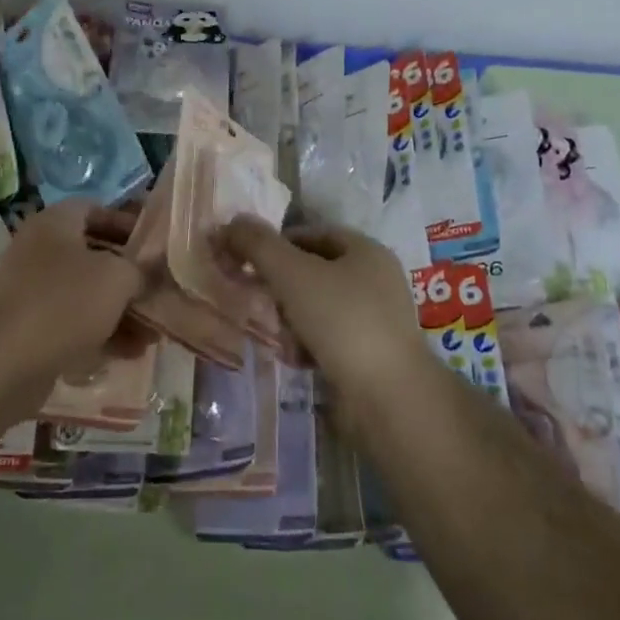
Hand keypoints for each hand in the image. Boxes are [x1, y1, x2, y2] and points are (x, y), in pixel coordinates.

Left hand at [0, 200, 147, 415]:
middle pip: (94, 255)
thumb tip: (150, 273)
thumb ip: (140, 270)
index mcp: (55, 224)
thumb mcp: (116, 278)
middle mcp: (41, 252)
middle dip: (130, 275)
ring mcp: (33, 292)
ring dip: (121, 311)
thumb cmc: (62, 304)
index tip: (156, 246)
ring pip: (86, 295)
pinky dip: (102, 335)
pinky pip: (74, 326)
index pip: (95, 209)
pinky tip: (131, 354)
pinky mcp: (30, 331)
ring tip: (155, 333)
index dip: (127, 223)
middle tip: (161, 292)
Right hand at [218, 217, 425, 397]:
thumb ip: (258, 245)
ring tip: (277, 335)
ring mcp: (377, 320)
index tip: (248, 261)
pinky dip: (308, 345)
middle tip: (258, 299)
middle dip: (281, 286)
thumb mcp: (292, 273)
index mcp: (366, 251)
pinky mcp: (371, 354)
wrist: (388, 396)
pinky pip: (329, 339)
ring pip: (318, 307)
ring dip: (291, 319)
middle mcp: (376, 280)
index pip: (313, 234)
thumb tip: (231, 223)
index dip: (277, 243)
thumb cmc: (341, 320)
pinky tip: (295, 359)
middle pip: (314, 272)